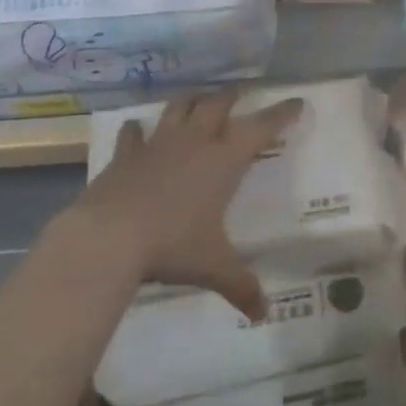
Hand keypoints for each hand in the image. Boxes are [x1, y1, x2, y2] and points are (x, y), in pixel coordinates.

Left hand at [74, 90, 303, 320]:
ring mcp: (158, 143)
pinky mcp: (126, 154)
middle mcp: (195, 141)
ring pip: (179, 107)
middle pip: (218, 104)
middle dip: (232, 96)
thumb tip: (263, 313)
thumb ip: (241, 285)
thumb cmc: (172, 245)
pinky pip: (134, 134)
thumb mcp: (213, 267)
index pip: (262, 127)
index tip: (296, 101)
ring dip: (191, 100)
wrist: (109, 237)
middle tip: (241, 92)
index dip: (281, 113)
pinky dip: (138, 129)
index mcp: (224, 160)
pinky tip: (137, 128)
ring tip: (198, 98)